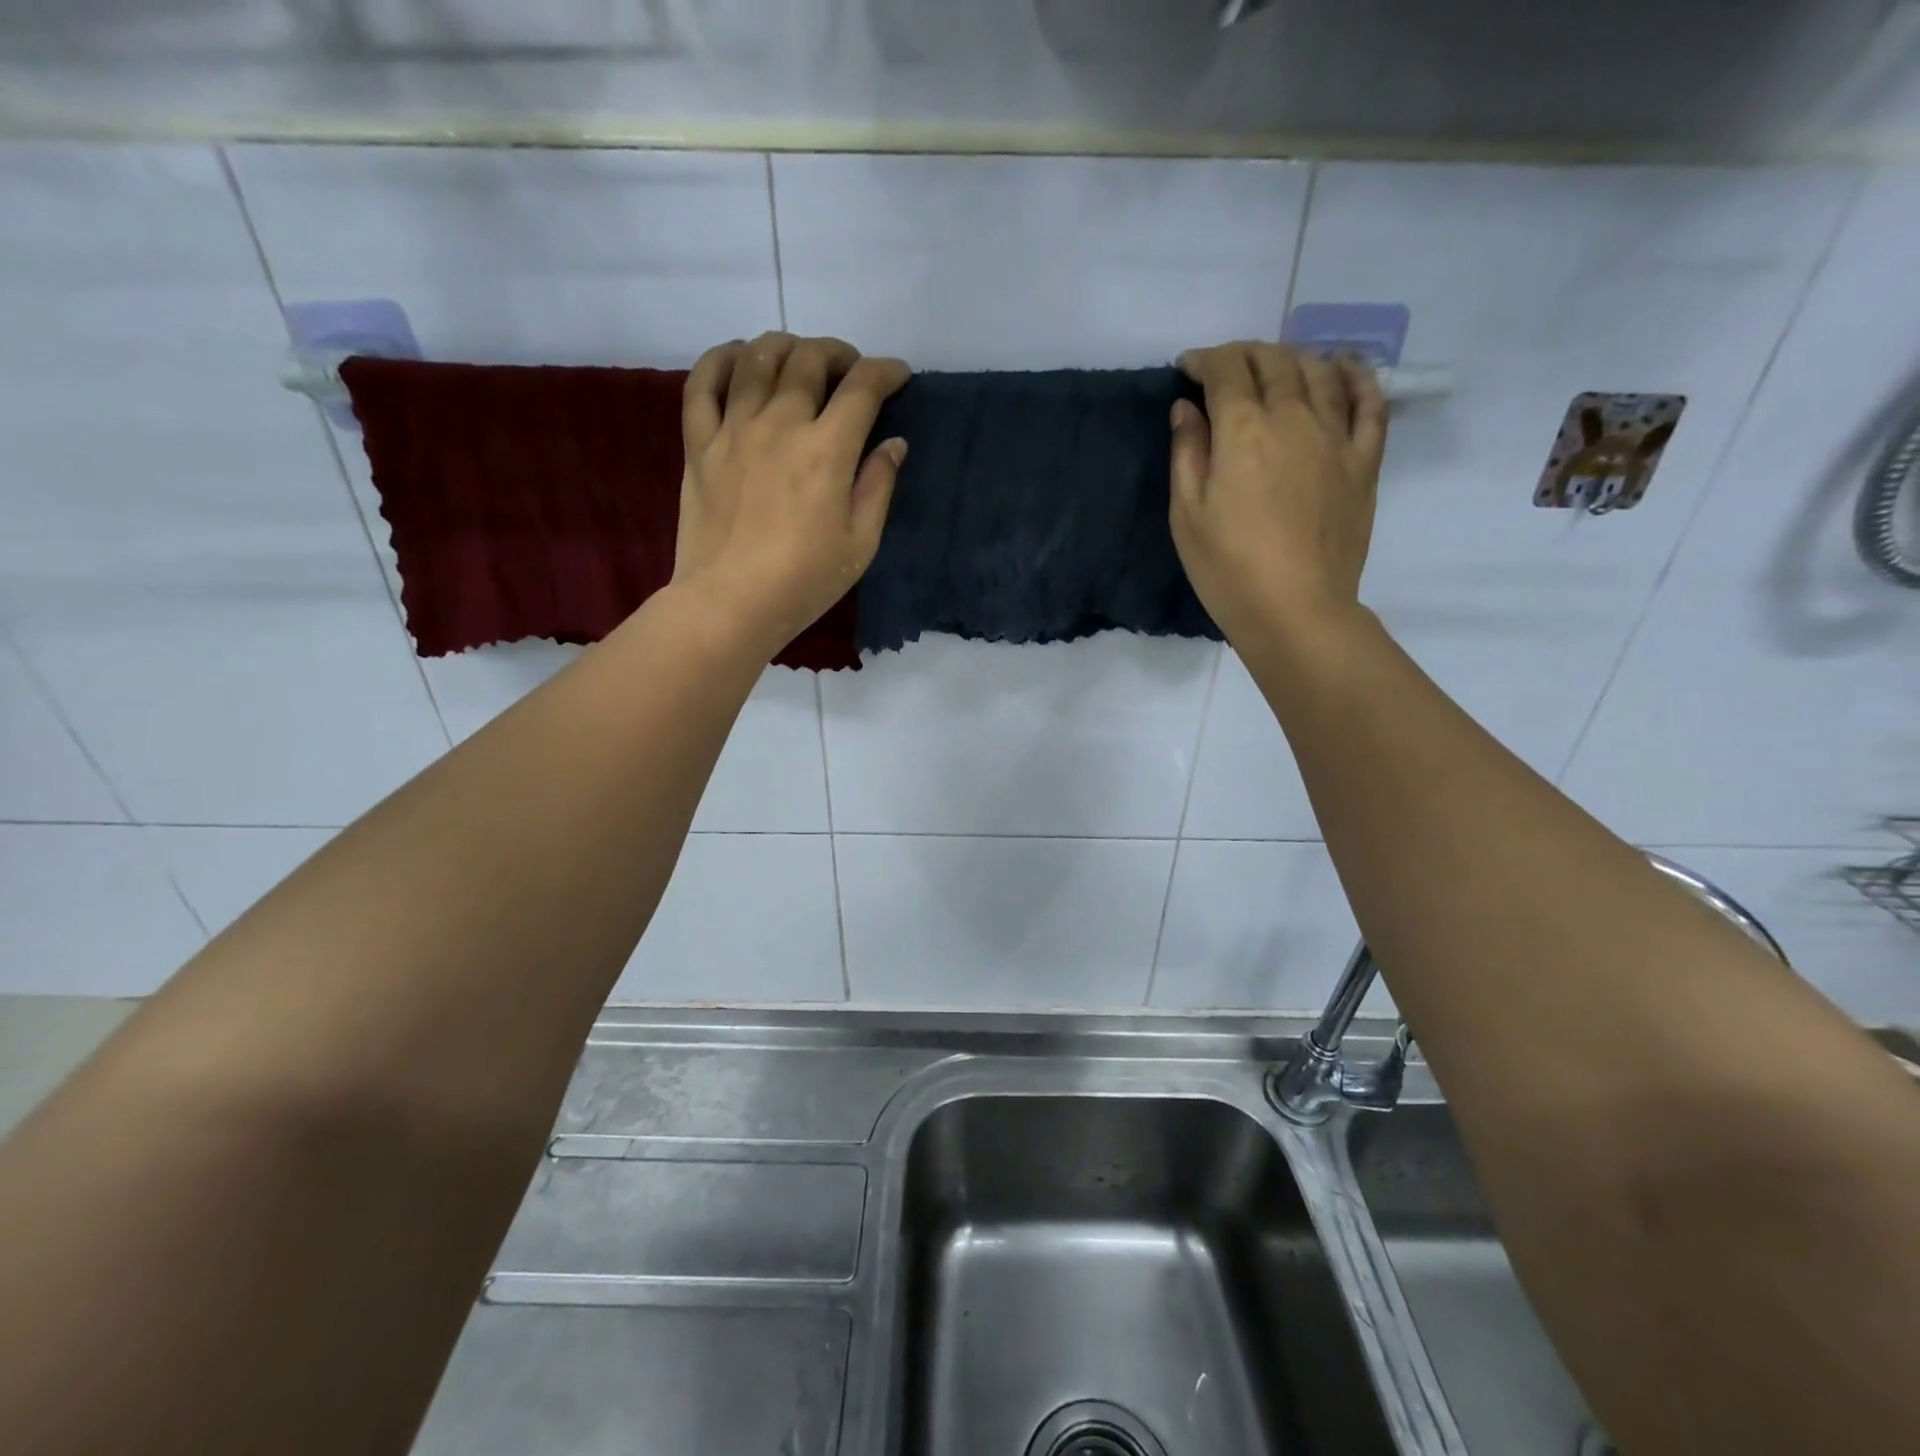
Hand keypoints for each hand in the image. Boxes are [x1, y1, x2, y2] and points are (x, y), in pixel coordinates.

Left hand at [672, 332, 909, 648]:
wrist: (730, 603)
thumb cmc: (804, 581)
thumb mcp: (860, 543)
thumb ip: (878, 486)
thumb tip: (894, 444)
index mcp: (827, 450)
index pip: (862, 388)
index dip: (885, 372)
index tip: (897, 376)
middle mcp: (780, 424)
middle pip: (809, 360)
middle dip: (838, 354)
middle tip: (849, 370)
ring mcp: (734, 429)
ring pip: (757, 358)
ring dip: (785, 346)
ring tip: (798, 358)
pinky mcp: (699, 444)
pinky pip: (702, 383)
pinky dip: (720, 359)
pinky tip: (737, 358)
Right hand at [1169, 341, 1386, 641]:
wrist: (1296, 610)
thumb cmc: (1228, 569)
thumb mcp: (1186, 515)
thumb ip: (1187, 454)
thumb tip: (1187, 409)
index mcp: (1243, 431)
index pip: (1226, 371)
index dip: (1204, 360)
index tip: (1187, 368)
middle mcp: (1294, 418)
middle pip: (1272, 361)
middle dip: (1243, 354)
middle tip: (1224, 368)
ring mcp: (1336, 436)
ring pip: (1319, 370)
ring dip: (1291, 357)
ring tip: (1273, 366)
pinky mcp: (1363, 460)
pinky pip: (1369, 402)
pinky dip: (1356, 375)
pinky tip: (1343, 366)